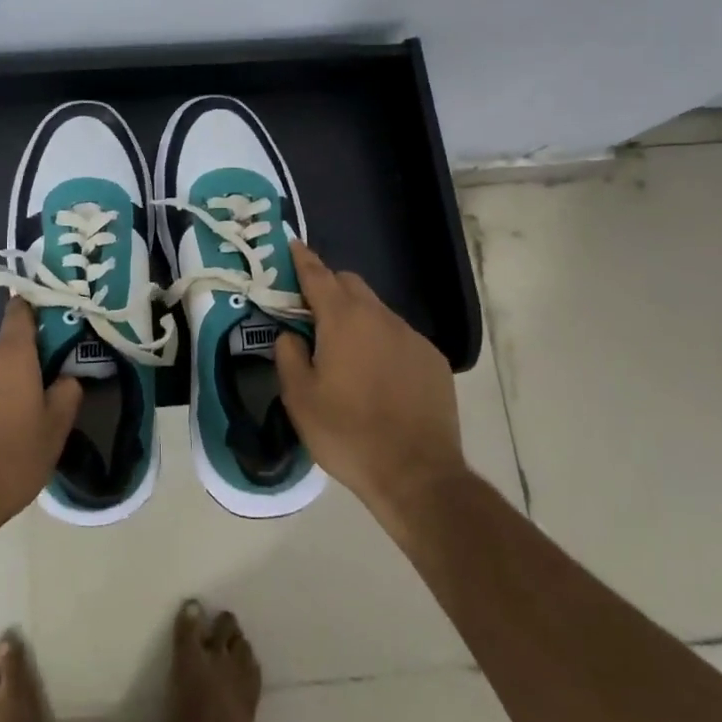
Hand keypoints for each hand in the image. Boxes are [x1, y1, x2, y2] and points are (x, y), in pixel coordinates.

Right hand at [274, 240, 466, 530]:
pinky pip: (399, 337)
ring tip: (345, 354)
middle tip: (311, 315)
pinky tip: (378, 377)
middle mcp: (380, 317)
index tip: (292, 245)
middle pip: (350, 284)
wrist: (417, 475)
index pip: (318, 274)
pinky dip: (382, 343)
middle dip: (329, 288)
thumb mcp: (300, 398)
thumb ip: (288, 355)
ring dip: (356, 318)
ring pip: (377, 311)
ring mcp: (412, 337)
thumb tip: (290, 335)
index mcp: (343, 319)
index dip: (302, 259)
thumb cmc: (348, 433)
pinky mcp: (433, 360)